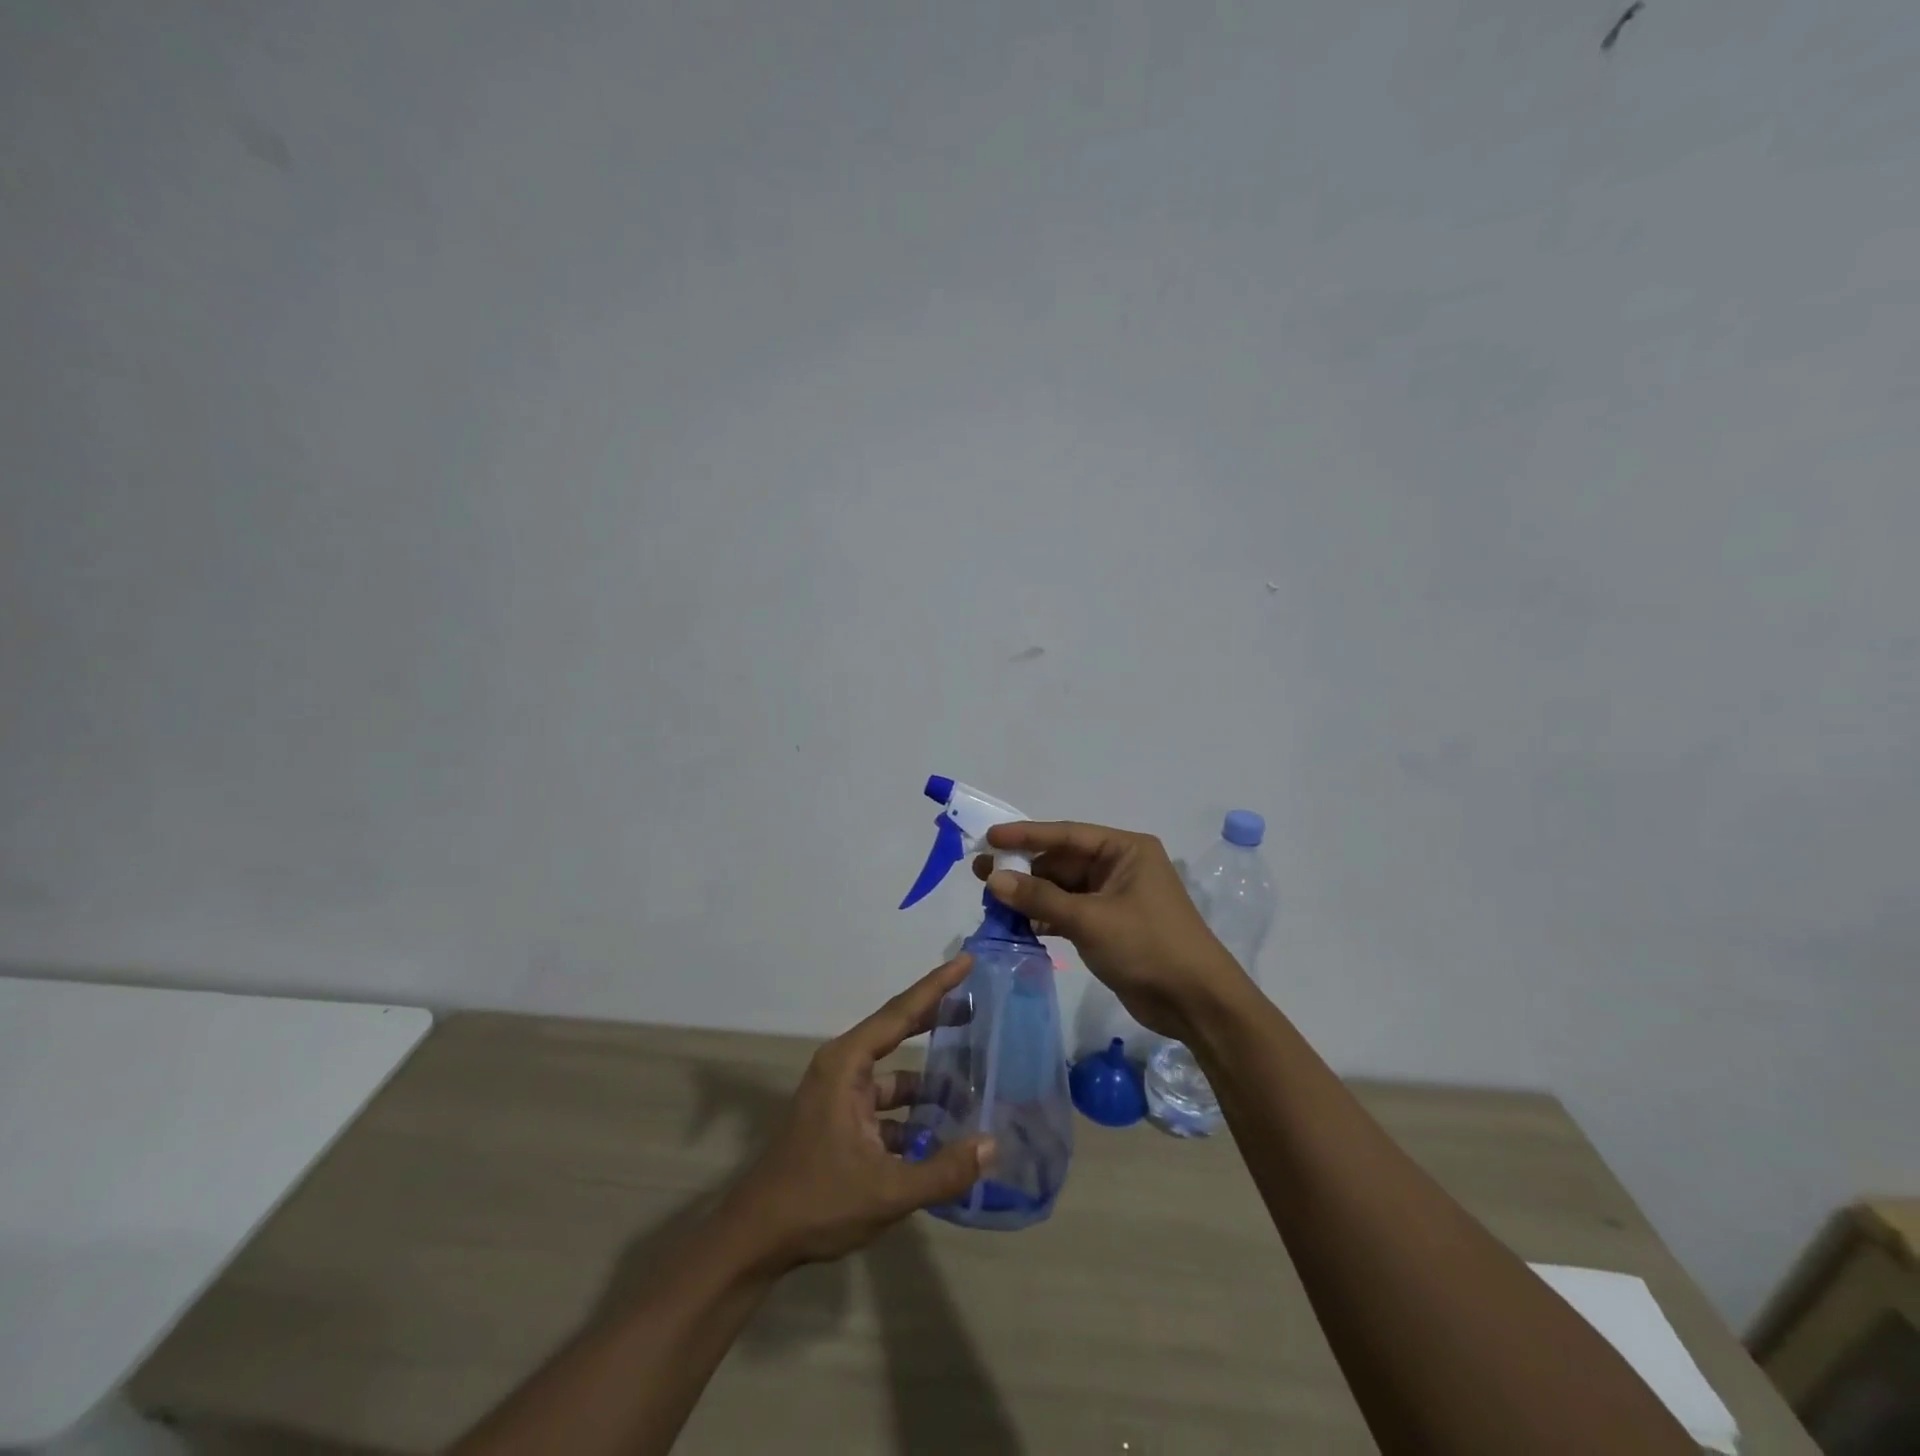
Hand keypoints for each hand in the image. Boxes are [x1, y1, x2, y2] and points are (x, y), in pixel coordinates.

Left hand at [724, 955, 992, 1268]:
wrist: (756, 1240)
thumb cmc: (817, 1202)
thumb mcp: (886, 1191)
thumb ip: (942, 1171)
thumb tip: (993, 1145)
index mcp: (847, 1065)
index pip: (900, 1013)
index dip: (936, 986)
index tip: (967, 961)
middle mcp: (843, 1069)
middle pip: (898, 1032)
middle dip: (937, 1019)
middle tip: (978, 1008)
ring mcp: (841, 1096)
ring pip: (896, 1076)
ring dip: (930, 1083)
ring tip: (974, 1086)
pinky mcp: (842, 1123)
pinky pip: (887, 1106)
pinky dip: (914, 1115)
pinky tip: (945, 1135)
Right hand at [973, 821, 1247, 1042]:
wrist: (1196, 1002)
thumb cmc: (1148, 946)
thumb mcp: (1091, 919)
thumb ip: (1040, 898)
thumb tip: (993, 879)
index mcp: (1125, 850)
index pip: (1067, 834)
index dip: (1026, 835)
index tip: (990, 837)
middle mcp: (1120, 867)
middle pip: (1062, 861)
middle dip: (1024, 869)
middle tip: (980, 873)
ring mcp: (1114, 897)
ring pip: (1063, 888)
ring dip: (1031, 895)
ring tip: (991, 901)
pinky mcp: (1109, 926)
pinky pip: (1069, 911)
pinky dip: (1045, 916)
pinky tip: (1018, 924)